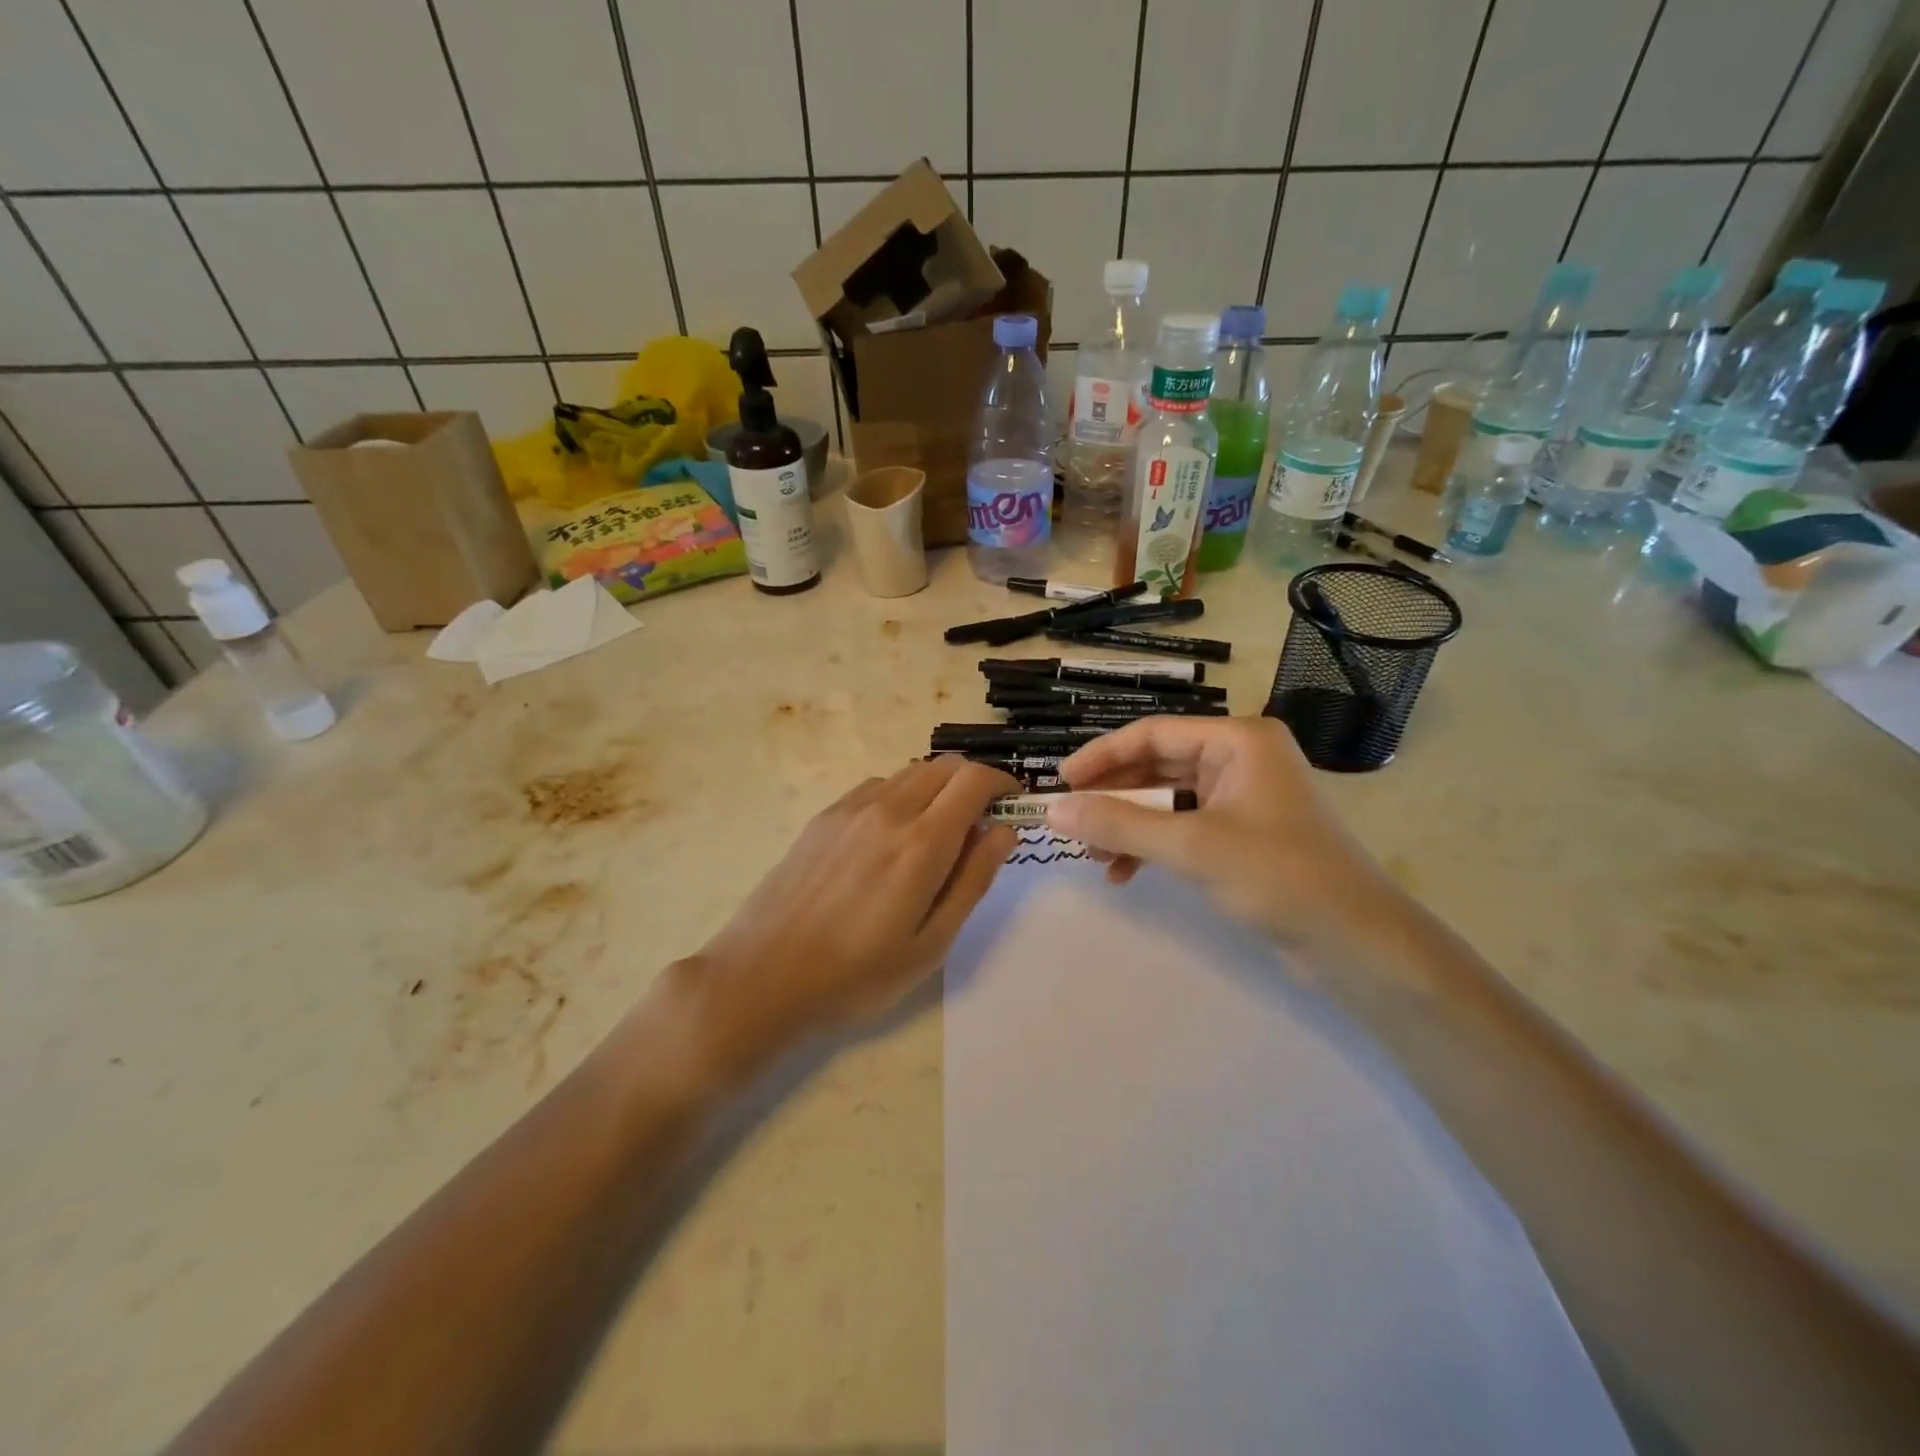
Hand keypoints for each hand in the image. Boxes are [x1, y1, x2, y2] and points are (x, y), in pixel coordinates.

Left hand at [679, 756, 1019, 1075]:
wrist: (763, 976)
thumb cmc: (857, 974)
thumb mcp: (931, 943)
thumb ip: (973, 879)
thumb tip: (1004, 830)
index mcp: (921, 843)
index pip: (975, 779)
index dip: (1003, 784)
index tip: (1012, 807)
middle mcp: (888, 810)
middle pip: (946, 766)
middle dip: (974, 783)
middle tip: (980, 825)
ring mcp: (850, 808)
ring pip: (911, 773)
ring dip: (938, 789)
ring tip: (937, 836)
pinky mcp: (825, 817)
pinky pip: (878, 788)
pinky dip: (902, 797)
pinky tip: (892, 839)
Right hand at [1046, 716, 1402, 961]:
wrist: (1358, 944)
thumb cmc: (1279, 877)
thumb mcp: (1191, 846)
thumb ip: (1119, 824)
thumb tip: (1053, 811)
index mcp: (1239, 741)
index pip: (1153, 734)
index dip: (1101, 756)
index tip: (1060, 783)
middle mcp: (1241, 759)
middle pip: (1157, 765)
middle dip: (1112, 795)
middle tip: (1070, 820)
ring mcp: (1243, 798)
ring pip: (1167, 799)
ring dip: (1128, 824)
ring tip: (1091, 854)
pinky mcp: (1243, 835)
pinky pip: (1183, 827)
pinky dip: (1152, 846)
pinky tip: (1123, 874)